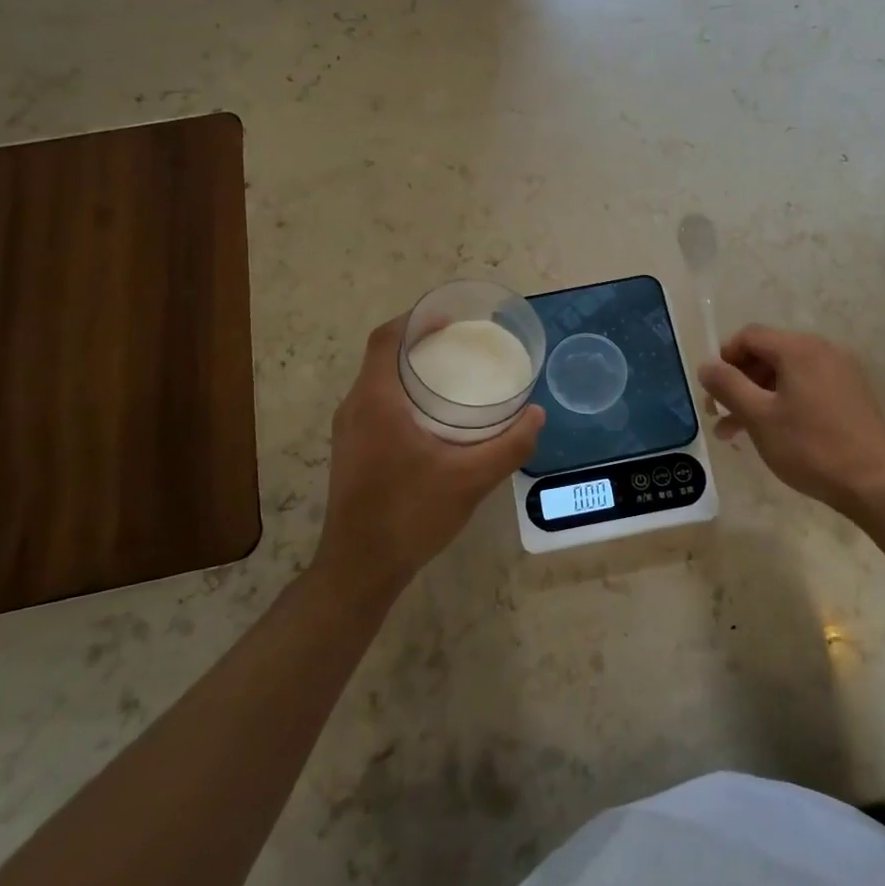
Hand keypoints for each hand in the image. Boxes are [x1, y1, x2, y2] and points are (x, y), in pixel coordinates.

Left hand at [314, 317, 544, 596]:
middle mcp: (355, 407)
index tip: (450, 317)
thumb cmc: (411, 514)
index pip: (385, 338)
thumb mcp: (470, 479)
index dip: (415, 319)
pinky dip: (401, 394)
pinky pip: (375, 403)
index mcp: (376, 400)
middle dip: (418, 342)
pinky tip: (432, 415)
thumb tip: (536, 414)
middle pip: (381, 356)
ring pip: (377, 381)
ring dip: (408, 369)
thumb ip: (509, 445)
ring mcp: (348, 431)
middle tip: (460, 343)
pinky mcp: (350, 450)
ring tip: (451, 373)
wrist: (360, 568)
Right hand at [698, 325, 884, 520]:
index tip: (713, 391)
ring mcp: (842, 371)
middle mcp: (823, 349)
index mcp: (799, 348)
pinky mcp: (853, 393)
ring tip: (738, 432)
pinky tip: (774, 432)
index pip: (749, 336)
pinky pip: (808, 386)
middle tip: (720, 414)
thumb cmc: (811, 447)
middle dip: (740, 382)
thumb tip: (706, 366)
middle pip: (769, 353)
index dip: (724, 358)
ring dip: (759, 396)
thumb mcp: (759, 416)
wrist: (876, 484)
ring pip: (787, 373)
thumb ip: (727, 386)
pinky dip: (784, 401)